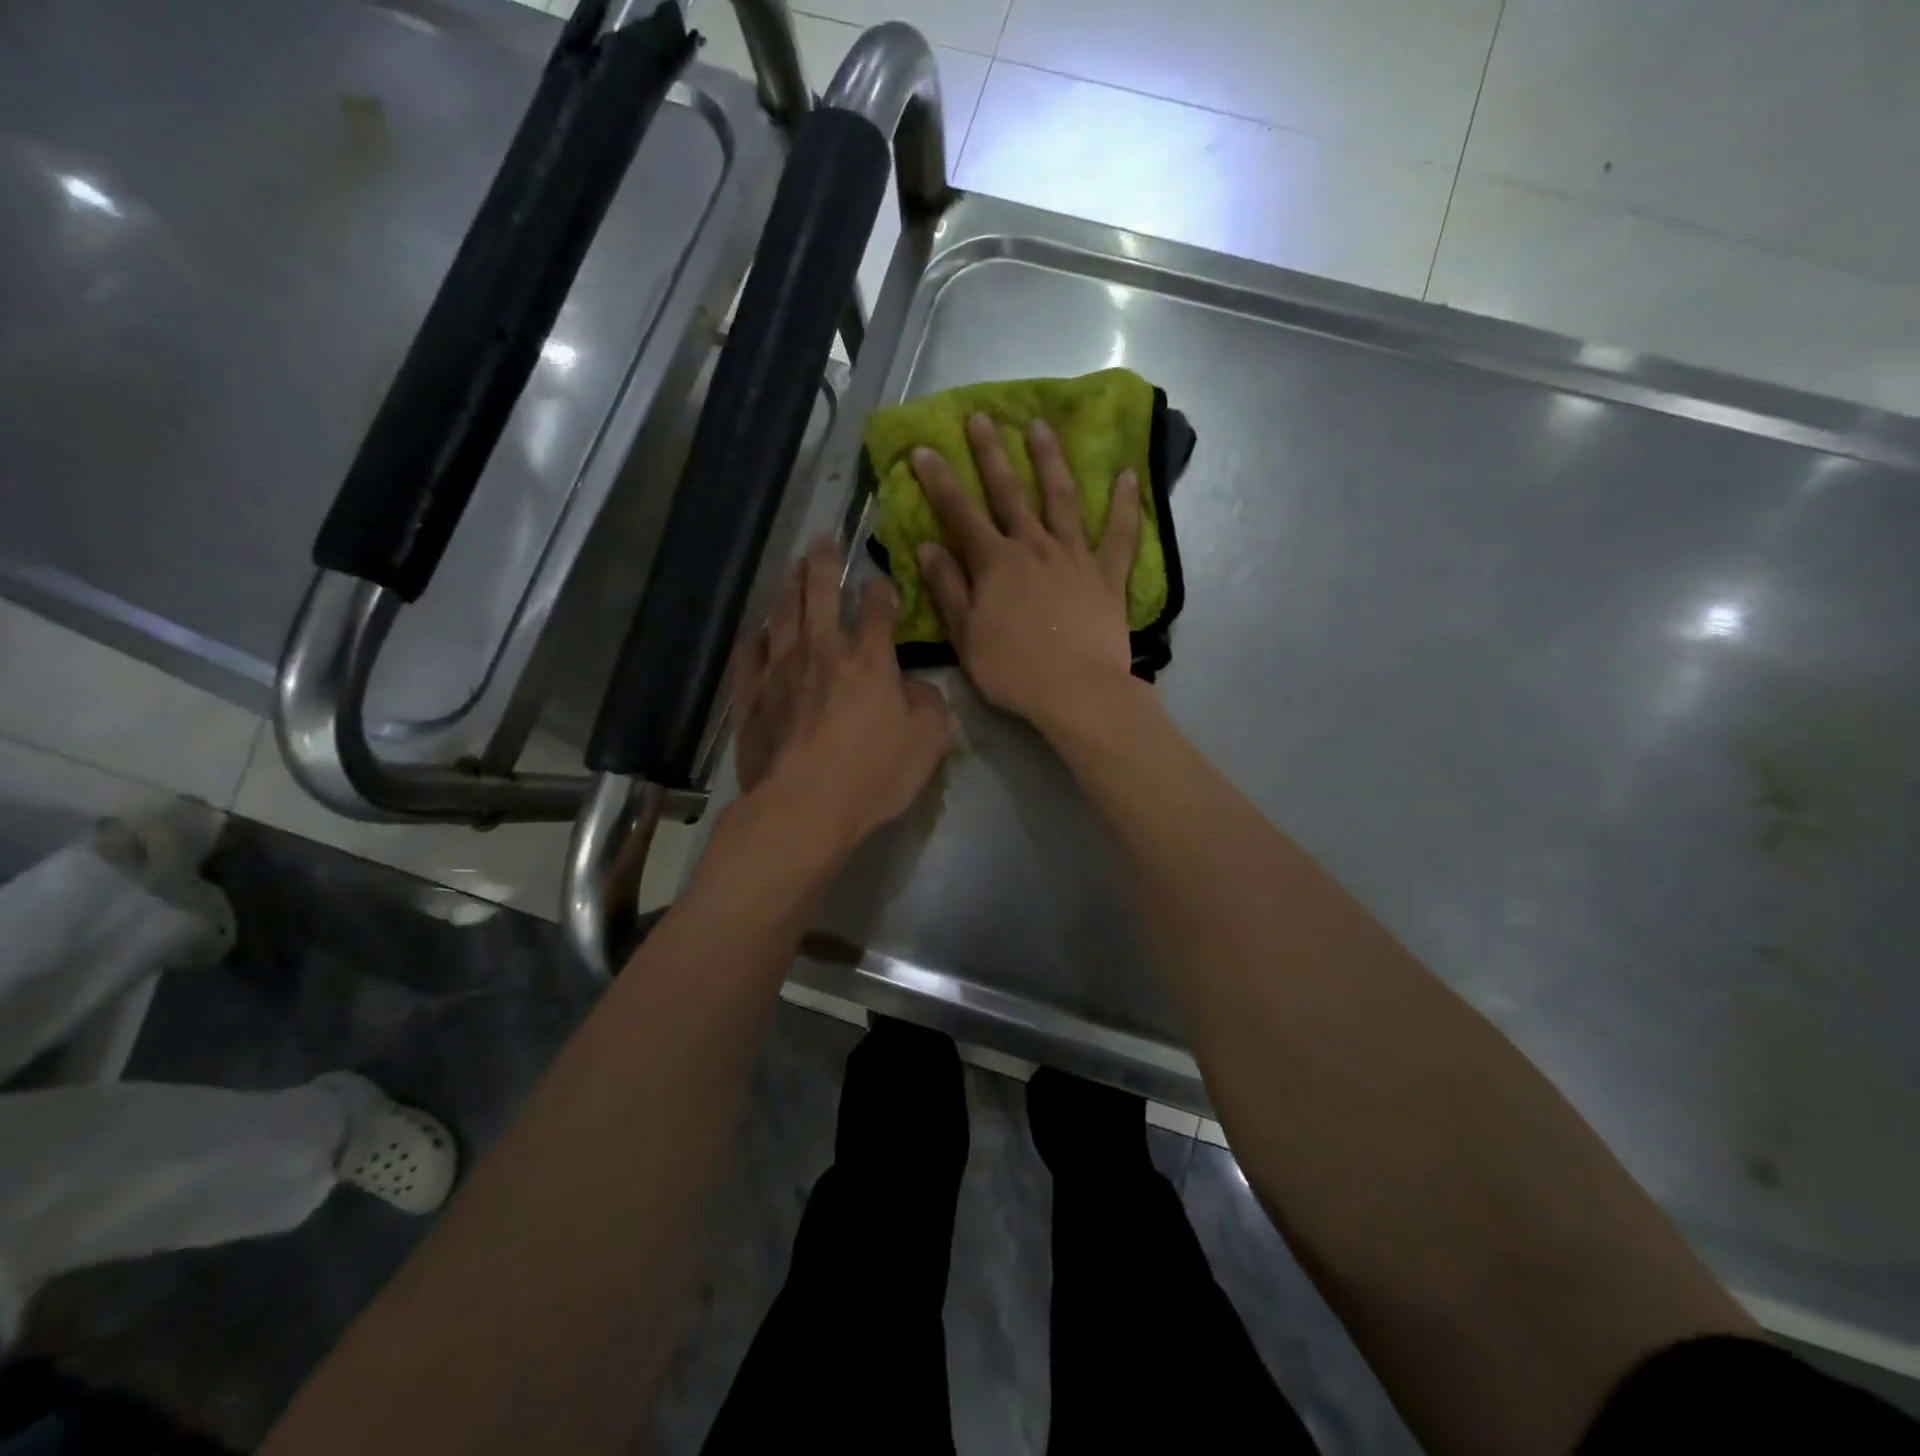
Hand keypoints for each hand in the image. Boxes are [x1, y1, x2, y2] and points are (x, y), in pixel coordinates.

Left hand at [732, 541, 951, 854]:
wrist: (803, 806)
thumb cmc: (873, 774)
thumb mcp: (928, 740)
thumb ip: (929, 703)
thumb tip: (917, 686)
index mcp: (869, 659)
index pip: (877, 608)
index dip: (881, 589)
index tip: (880, 580)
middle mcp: (821, 651)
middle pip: (819, 592)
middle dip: (823, 563)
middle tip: (822, 540)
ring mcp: (779, 670)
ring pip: (782, 614)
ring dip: (789, 587)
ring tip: (793, 569)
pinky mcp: (750, 696)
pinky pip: (749, 654)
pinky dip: (757, 638)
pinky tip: (759, 633)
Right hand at [910, 413, 1141, 730]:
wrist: (1077, 691)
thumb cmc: (1013, 670)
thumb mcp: (966, 636)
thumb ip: (947, 588)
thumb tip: (928, 545)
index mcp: (995, 563)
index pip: (960, 513)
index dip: (939, 480)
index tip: (924, 447)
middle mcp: (1033, 547)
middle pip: (1010, 493)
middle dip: (991, 454)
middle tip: (981, 417)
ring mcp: (1074, 556)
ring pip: (1061, 498)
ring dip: (1050, 460)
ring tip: (1040, 427)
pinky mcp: (1108, 574)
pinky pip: (1119, 534)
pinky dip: (1124, 504)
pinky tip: (1127, 475)